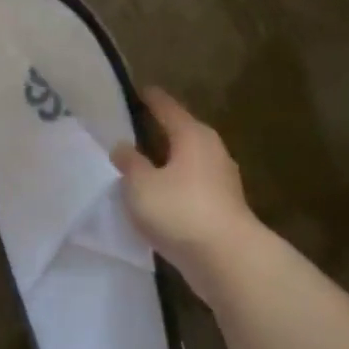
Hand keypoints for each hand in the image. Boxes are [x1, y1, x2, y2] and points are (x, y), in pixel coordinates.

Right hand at [111, 87, 257, 277]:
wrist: (225, 257)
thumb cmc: (179, 210)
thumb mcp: (140, 184)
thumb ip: (129, 163)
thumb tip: (123, 146)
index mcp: (193, 136)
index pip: (168, 108)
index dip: (151, 99)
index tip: (139, 90)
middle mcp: (211, 152)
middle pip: (181, 134)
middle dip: (160, 130)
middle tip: (133, 127)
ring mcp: (220, 181)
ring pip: (186, 161)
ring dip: (166, 161)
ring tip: (140, 162)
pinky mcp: (220, 207)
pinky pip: (190, 186)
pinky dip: (173, 185)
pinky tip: (157, 195)